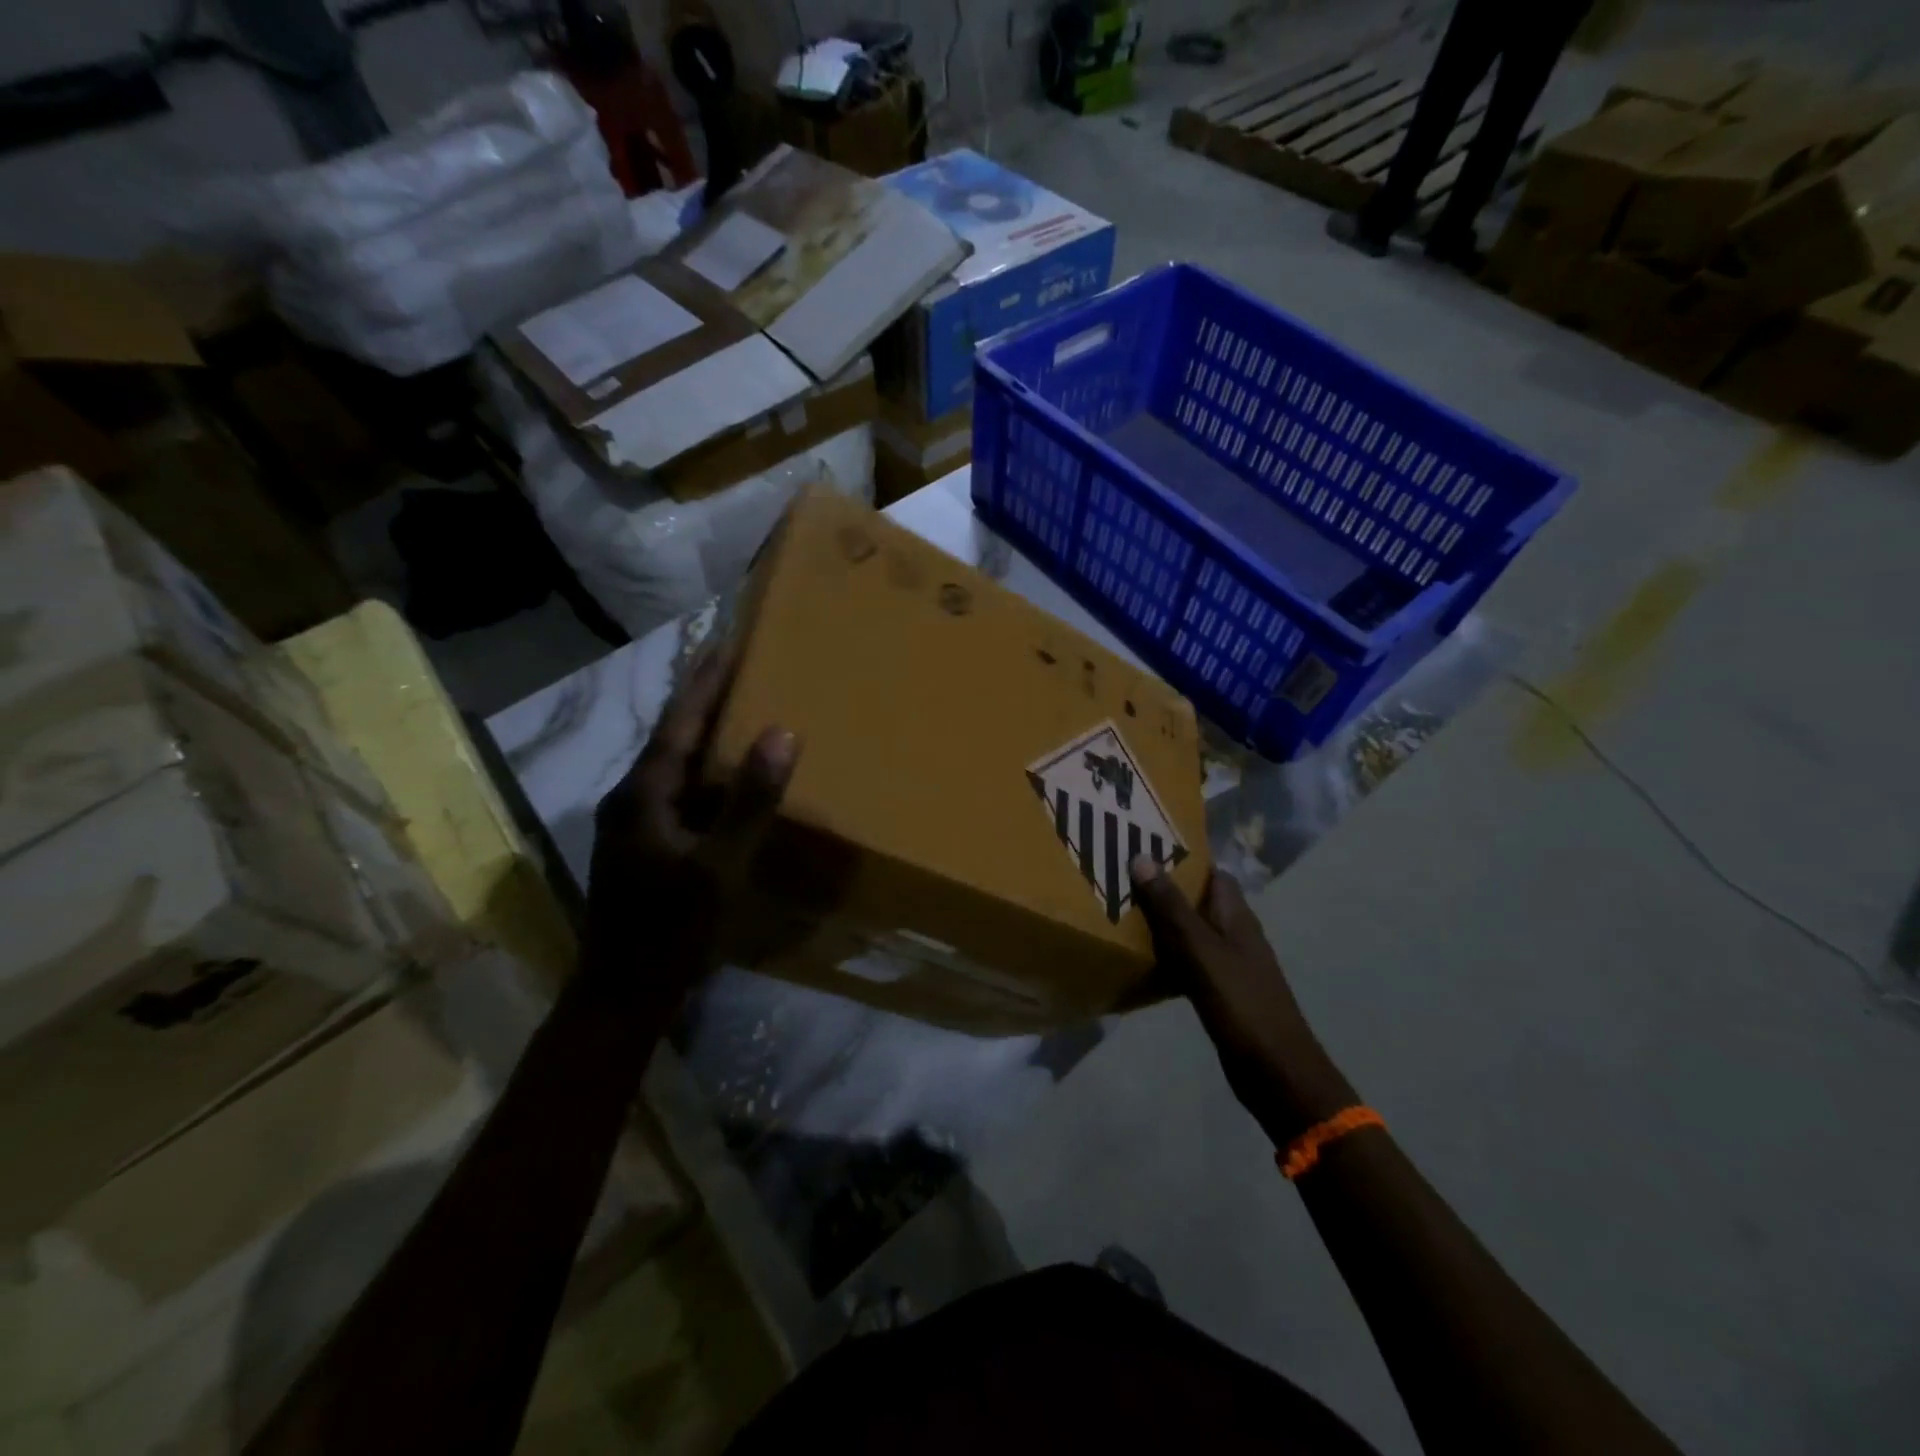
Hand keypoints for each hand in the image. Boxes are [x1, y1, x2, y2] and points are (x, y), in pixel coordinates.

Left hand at [584, 649, 797, 1012]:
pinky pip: (679, 793)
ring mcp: (634, 823)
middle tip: (740, 667)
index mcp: (644, 793)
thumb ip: (749, 801)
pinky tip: (728, 780)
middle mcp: (632, 797)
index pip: (679, 722)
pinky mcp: (644, 844)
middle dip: (704, 700)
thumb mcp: (719, 867)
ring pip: (675, 766)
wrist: (623, 992)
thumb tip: (781, 733)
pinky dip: (705, 774)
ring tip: (741, 711)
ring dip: (704, 735)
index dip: (705, 681)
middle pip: (672, 737)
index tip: (727, 641)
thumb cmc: (672, 928)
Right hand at [1129, 858, 1356, 1142]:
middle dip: (1164, 889)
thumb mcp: (1200, 950)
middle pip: (1198, 900)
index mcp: (1236, 915)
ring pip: (1191, 931)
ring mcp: (1230, 963)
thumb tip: (1142, 857)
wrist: (1276, 1071)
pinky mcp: (1221, 991)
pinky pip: (1189, 962)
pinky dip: (1168, 956)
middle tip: (1121, 879)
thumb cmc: (1241, 1003)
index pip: (1211, 871)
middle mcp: (1235, 933)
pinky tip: (1142, 961)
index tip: (1144, 848)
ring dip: (1163, 923)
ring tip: (1121, 913)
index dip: (1182, 857)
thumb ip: (1171, 907)